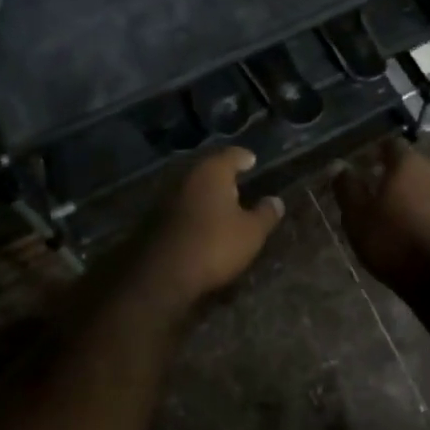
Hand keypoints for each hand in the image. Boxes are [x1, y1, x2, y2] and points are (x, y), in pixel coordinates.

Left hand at [131, 148, 283, 313]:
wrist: (159, 275)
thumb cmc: (213, 245)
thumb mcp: (251, 233)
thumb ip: (265, 214)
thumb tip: (276, 201)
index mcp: (212, 171)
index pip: (232, 155)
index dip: (244, 158)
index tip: (252, 161)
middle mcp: (186, 176)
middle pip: (209, 170)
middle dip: (224, 176)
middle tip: (240, 184)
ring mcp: (166, 197)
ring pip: (193, 189)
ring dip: (207, 195)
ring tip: (223, 206)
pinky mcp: (153, 219)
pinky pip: (181, 208)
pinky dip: (193, 212)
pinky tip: (202, 225)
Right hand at [333, 139, 429, 291]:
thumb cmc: (395, 239)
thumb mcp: (359, 216)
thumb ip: (347, 188)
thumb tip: (338, 164)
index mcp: (407, 163)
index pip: (391, 144)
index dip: (376, 152)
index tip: (364, 165)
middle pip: (410, 165)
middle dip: (392, 175)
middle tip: (372, 194)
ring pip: (424, 186)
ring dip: (408, 196)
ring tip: (390, 217)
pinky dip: (422, 213)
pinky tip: (410, 233)